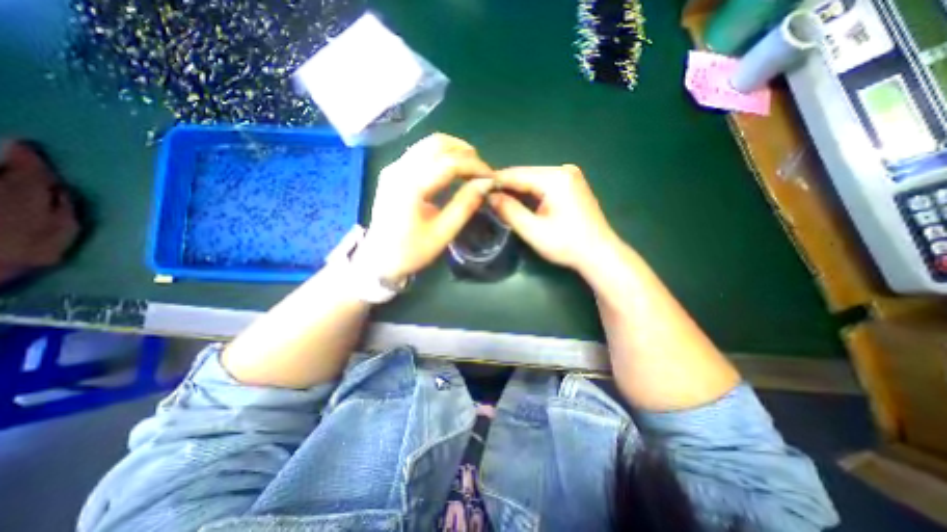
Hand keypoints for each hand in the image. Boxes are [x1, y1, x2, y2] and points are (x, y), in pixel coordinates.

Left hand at [358, 135, 496, 280]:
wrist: (379, 259)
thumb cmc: (411, 251)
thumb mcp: (443, 233)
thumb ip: (465, 205)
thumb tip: (486, 184)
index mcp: (411, 186)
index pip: (449, 163)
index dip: (475, 166)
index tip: (491, 177)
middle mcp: (399, 169)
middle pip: (437, 143)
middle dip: (465, 152)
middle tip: (481, 171)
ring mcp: (393, 168)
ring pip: (428, 144)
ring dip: (453, 150)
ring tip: (470, 168)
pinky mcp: (392, 172)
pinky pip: (420, 153)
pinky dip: (441, 155)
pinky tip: (451, 169)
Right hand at [489, 164, 623, 273]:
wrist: (599, 254)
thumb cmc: (567, 244)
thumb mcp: (533, 230)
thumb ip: (509, 210)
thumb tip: (490, 196)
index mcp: (555, 178)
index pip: (516, 174)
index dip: (495, 181)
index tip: (476, 187)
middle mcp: (563, 170)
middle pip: (525, 175)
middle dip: (505, 186)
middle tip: (485, 197)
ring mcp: (570, 176)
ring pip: (533, 179)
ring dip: (516, 190)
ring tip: (497, 200)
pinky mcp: (572, 185)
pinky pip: (543, 185)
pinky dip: (529, 193)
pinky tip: (518, 202)